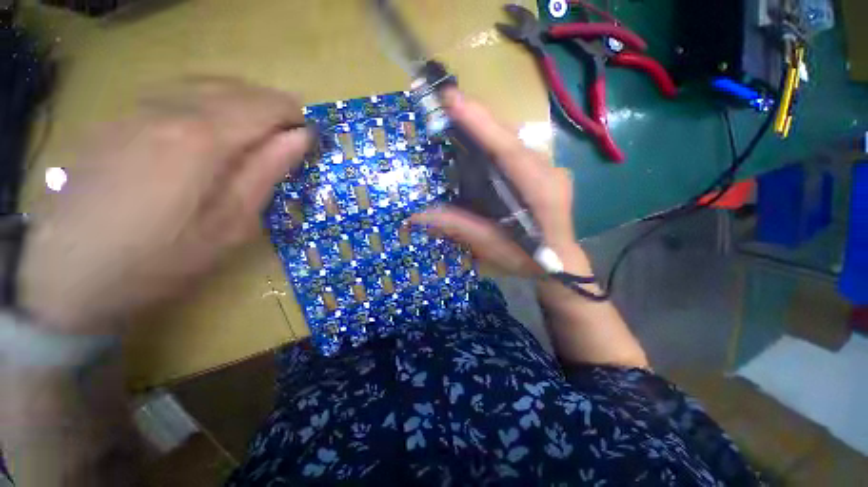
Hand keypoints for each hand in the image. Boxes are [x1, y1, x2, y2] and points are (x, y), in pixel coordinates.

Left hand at [17, 78, 310, 334]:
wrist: (71, 277)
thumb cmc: (163, 258)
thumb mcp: (232, 222)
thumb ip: (268, 172)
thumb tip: (301, 138)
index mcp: (203, 138)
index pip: (264, 106)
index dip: (293, 115)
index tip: (307, 134)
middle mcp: (167, 109)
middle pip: (234, 88)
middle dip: (269, 106)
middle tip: (286, 135)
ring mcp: (134, 110)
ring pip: (203, 85)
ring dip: (239, 102)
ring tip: (254, 131)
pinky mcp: (115, 120)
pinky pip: (173, 94)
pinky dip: (205, 103)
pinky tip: (208, 129)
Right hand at [411, 88, 589, 276]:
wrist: (559, 263)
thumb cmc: (528, 258)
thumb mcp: (491, 245)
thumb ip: (458, 226)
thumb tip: (417, 216)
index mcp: (540, 190)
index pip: (508, 149)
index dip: (481, 123)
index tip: (453, 99)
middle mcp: (549, 171)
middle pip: (511, 137)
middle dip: (479, 119)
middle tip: (446, 103)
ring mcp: (550, 169)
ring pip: (514, 140)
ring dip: (486, 129)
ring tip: (458, 118)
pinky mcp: (545, 171)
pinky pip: (517, 150)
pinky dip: (495, 142)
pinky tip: (479, 143)